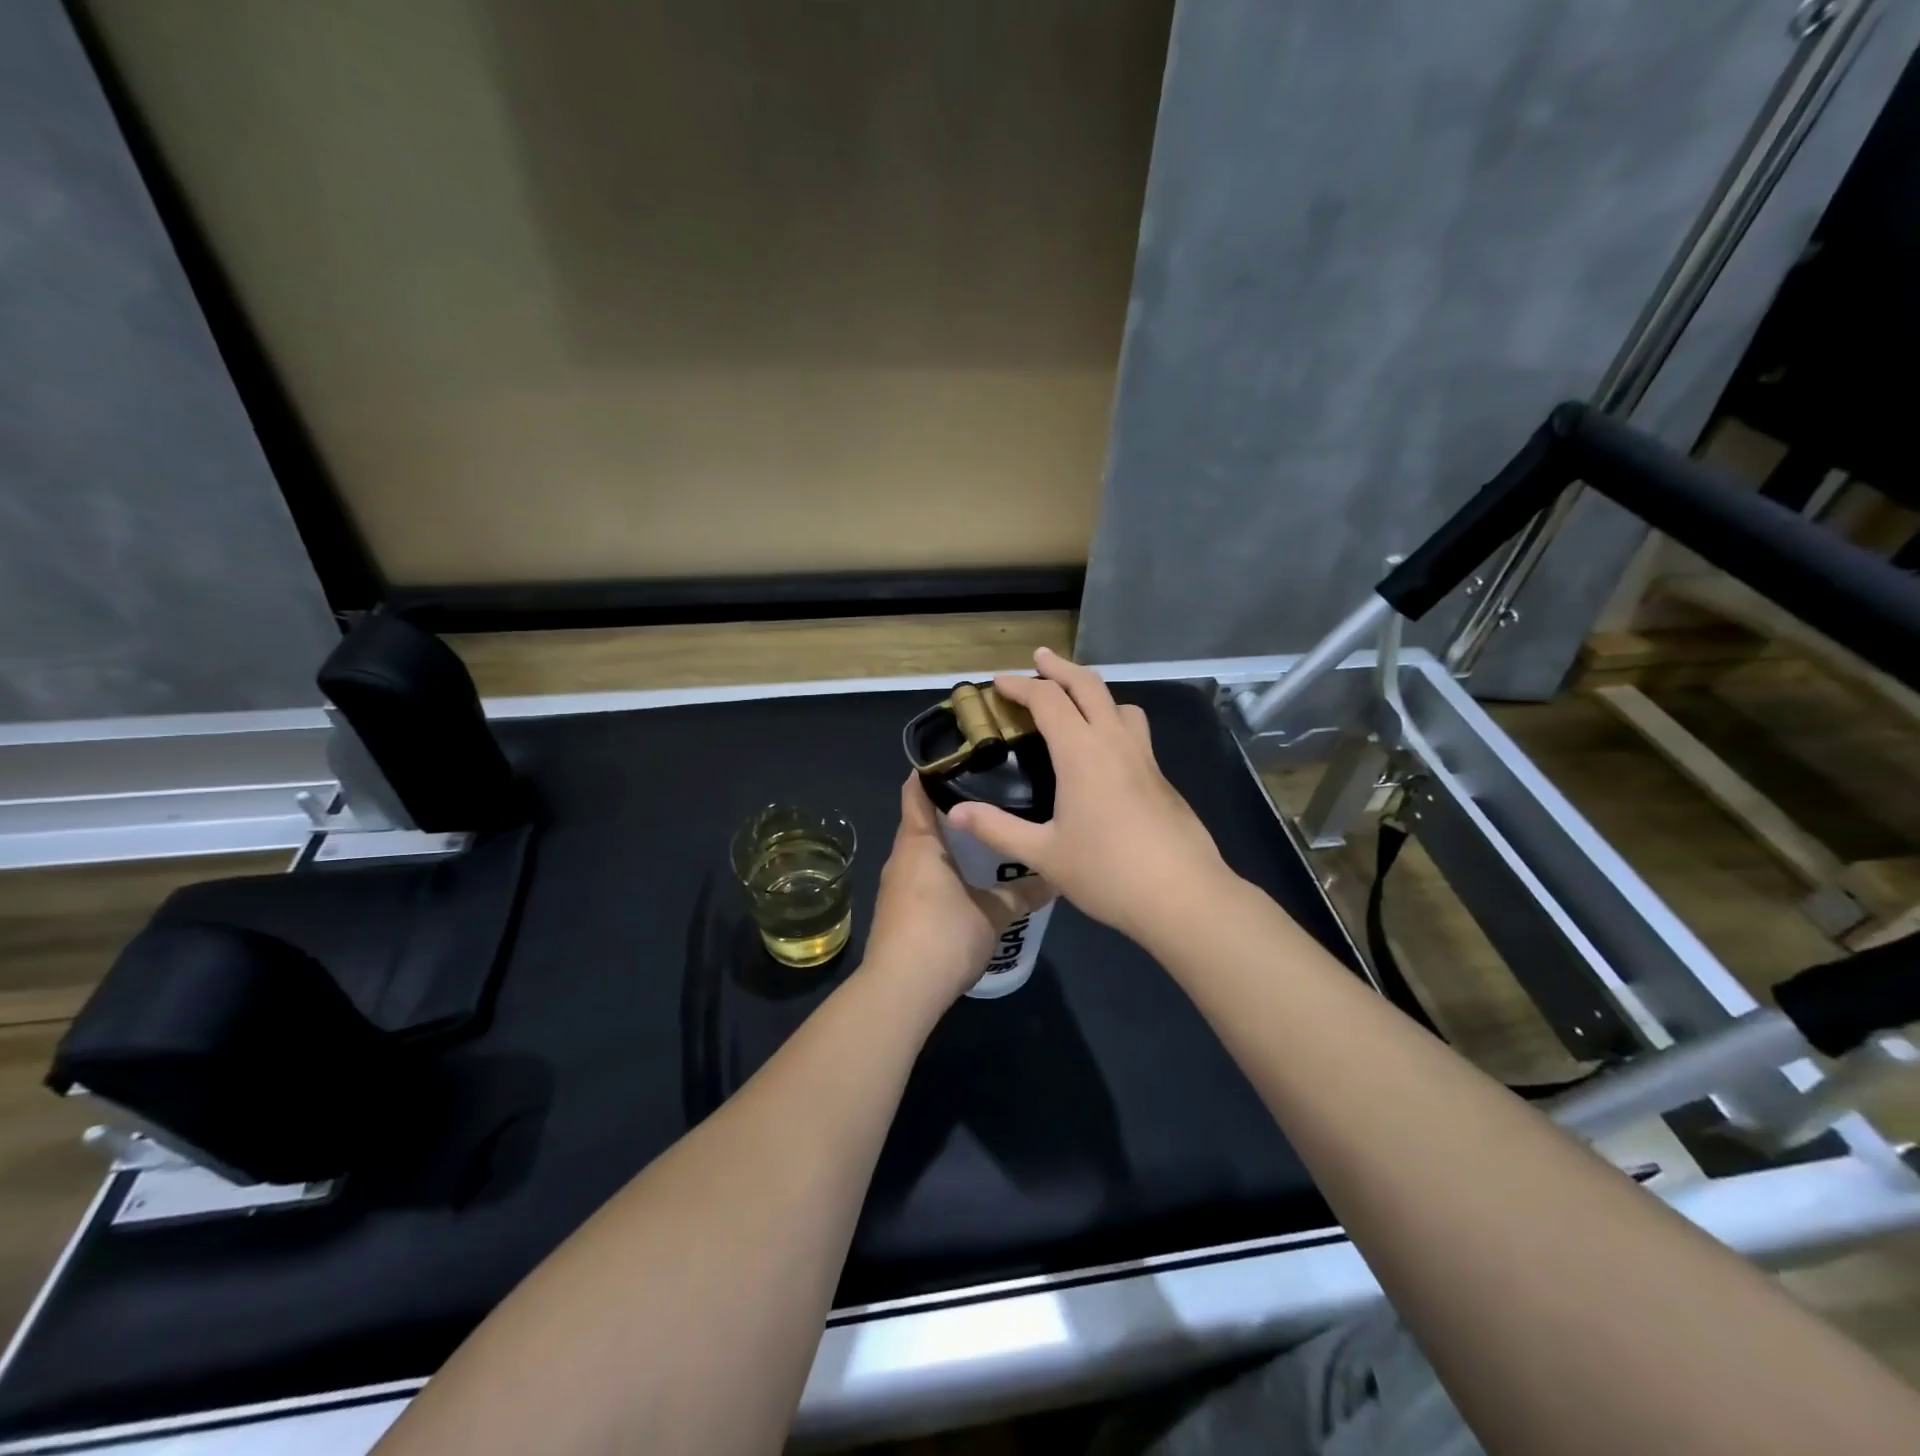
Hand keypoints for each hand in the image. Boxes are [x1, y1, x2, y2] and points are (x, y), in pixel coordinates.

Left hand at [864, 775, 1055, 1003]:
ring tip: (988, 832)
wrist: (900, 992)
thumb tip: (1057, 877)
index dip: (933, 769)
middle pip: (922, 819)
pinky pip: (921, 876)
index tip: (962, 755)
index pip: (915, 790)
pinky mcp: (897, 911)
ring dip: (949, 842)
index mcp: (918, 843)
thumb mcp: (994, 914)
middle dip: (952, 806)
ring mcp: (895, 886)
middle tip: (992, 793)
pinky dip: (942, 869)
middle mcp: (901, 857)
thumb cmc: (944, 936)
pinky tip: (970, 878)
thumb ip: (1023, 892)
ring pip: (923, 851)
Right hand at [946, 648, 1231, 946]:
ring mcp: (1144, 758)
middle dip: (1060, 668)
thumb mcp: (1043, 854)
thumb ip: (997, 829)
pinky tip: (1105, 752)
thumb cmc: (1108, 872)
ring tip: (1076, 701)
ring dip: (1094, 691)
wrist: (1183, 896)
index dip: (1020, 686)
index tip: (998, 682)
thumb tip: (954, 812)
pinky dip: (1112, 720)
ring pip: (1120, 704)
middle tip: (1040, 658)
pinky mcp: (1161, 777)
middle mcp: (1115, 742)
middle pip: (1089, 686)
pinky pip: (1134, 731)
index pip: (1047, 700)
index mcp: (1082, 752)